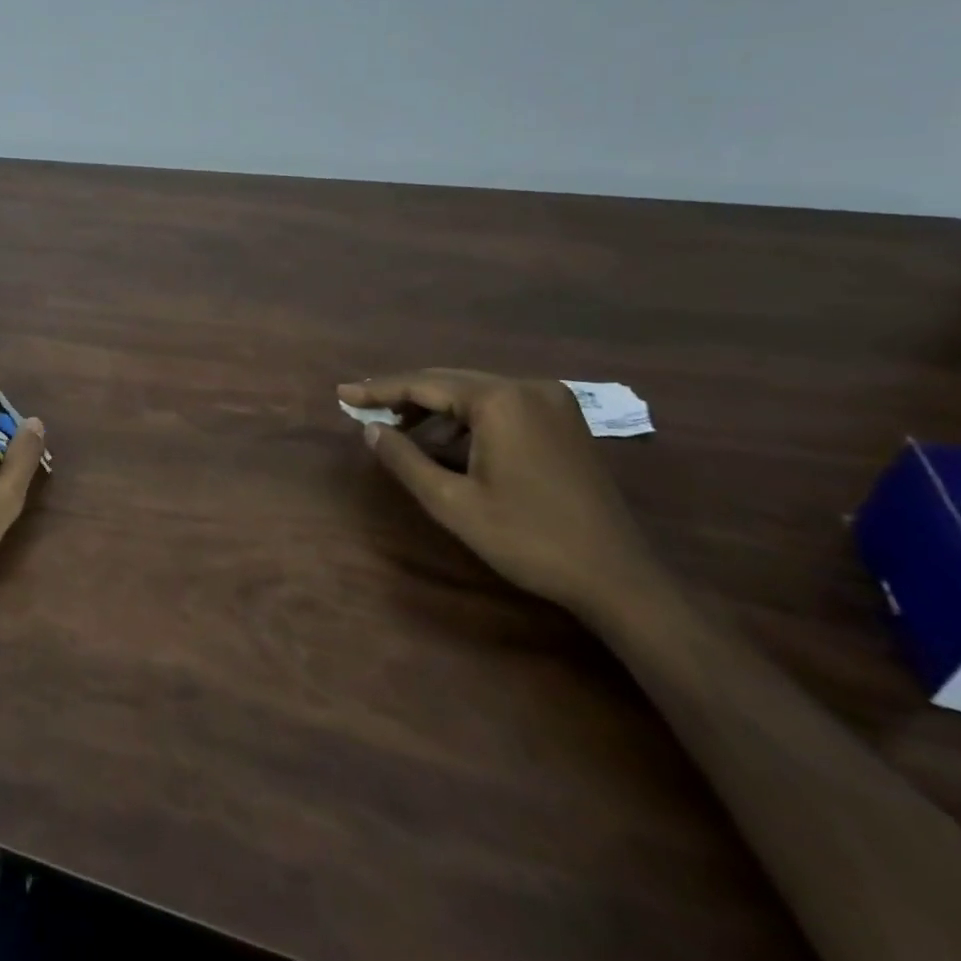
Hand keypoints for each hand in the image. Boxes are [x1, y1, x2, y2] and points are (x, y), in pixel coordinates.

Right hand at [338, 370, 657, 617]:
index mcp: (500, 400)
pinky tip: (445, 442)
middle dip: (404, 396)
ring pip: (474, 392)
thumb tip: (370, 430)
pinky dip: (466, 419)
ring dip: (434, 409)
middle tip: (363, 409)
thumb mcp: (452, 503)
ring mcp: (551, 402)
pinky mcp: (564, 421)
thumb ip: (404, 459)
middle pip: (449, 381)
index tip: (342, 394)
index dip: (379, 390)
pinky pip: (500, 406)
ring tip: (398, 430)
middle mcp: (527, 387)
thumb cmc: (528, 539)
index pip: (424, 384)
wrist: (618, 579)